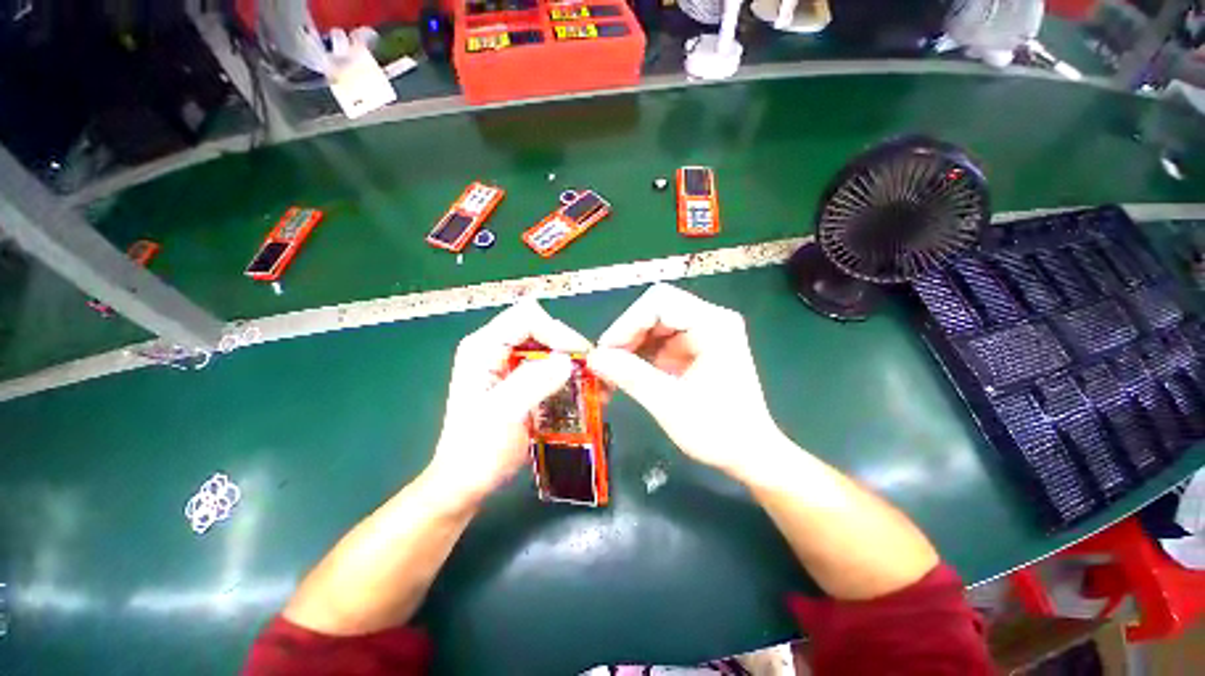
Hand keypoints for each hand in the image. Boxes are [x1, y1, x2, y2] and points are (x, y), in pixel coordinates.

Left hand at [427, 299, 591, 504]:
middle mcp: (496, 348)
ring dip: (572, 363)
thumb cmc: (477, 452)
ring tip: (593, 383)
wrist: (466, 483)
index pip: (528, 318)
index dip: (557, 332)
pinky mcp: (519, 380)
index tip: (579, 359)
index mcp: (483, 347)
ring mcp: (508, 364)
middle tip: (591, 372)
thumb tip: (568, 360)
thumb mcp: (504, 415)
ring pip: (549, 347)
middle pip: (541, 329)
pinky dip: (568, 377)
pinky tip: (582, 392)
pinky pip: (549, 367)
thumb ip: (534, 382)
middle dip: (568, 348)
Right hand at [587, 283, 783, 478]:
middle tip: (606, 363)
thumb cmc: (718, 432)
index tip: (606, 352)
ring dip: (631, 346)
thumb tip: (593, 358)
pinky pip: (660, 341)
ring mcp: (703, 333)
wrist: (750, 454)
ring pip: (654, 325)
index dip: (627, 323)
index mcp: (713, 325)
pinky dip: (641, 356)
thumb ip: (630, 376)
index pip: (659, 302)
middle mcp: (710, 320)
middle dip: (627, 335)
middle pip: (655, 310)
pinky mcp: (696, 348)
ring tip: (612, 372)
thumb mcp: (669, 403)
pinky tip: (629, 374)